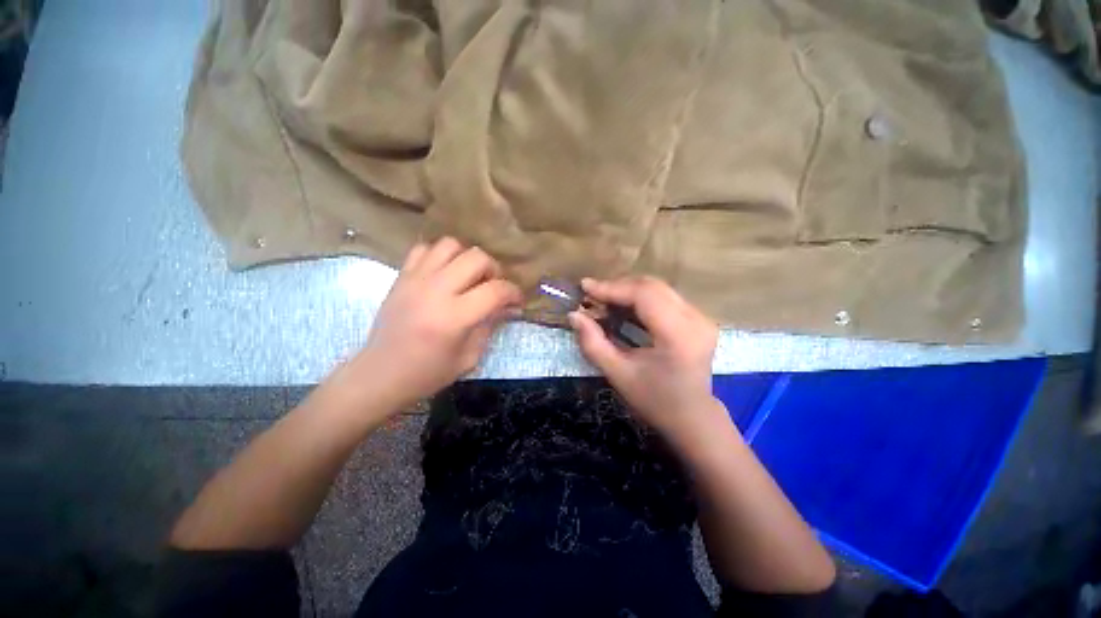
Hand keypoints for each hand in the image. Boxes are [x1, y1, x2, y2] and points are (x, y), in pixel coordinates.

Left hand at [343, 238, 521, 411]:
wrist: (380, 374)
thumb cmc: (428, 373)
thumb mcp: (470, 357)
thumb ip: (490, 326)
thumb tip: (509, 307)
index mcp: (454, 317)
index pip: (496, 290)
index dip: (514, 292)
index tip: (517, 301)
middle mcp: (436, 291)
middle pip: (477, 258)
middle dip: (494, 270)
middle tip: (493, 287)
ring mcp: (415, 280)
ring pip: (451, 245)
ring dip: (467, 258)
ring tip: (469, 277)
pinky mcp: (401, 277)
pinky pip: (425, 249)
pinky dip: (440, 256)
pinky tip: (444, 273)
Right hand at [568, 276, 721, 444]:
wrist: (691, 417)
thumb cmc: (654, 400)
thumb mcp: (618, 374)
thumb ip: (593, 343)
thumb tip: (574, 315)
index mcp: (678, 336)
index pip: (644, 295)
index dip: (612, 288)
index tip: (585, 287)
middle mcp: (695, 320)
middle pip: (652, 287)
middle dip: (618, 287)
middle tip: (592, 296)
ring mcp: (701, 318)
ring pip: (658, 289)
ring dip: (628, 291)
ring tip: (603, 301)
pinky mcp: (698, 319)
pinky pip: (664, 297)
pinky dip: (640, 298)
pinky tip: (623, 307)